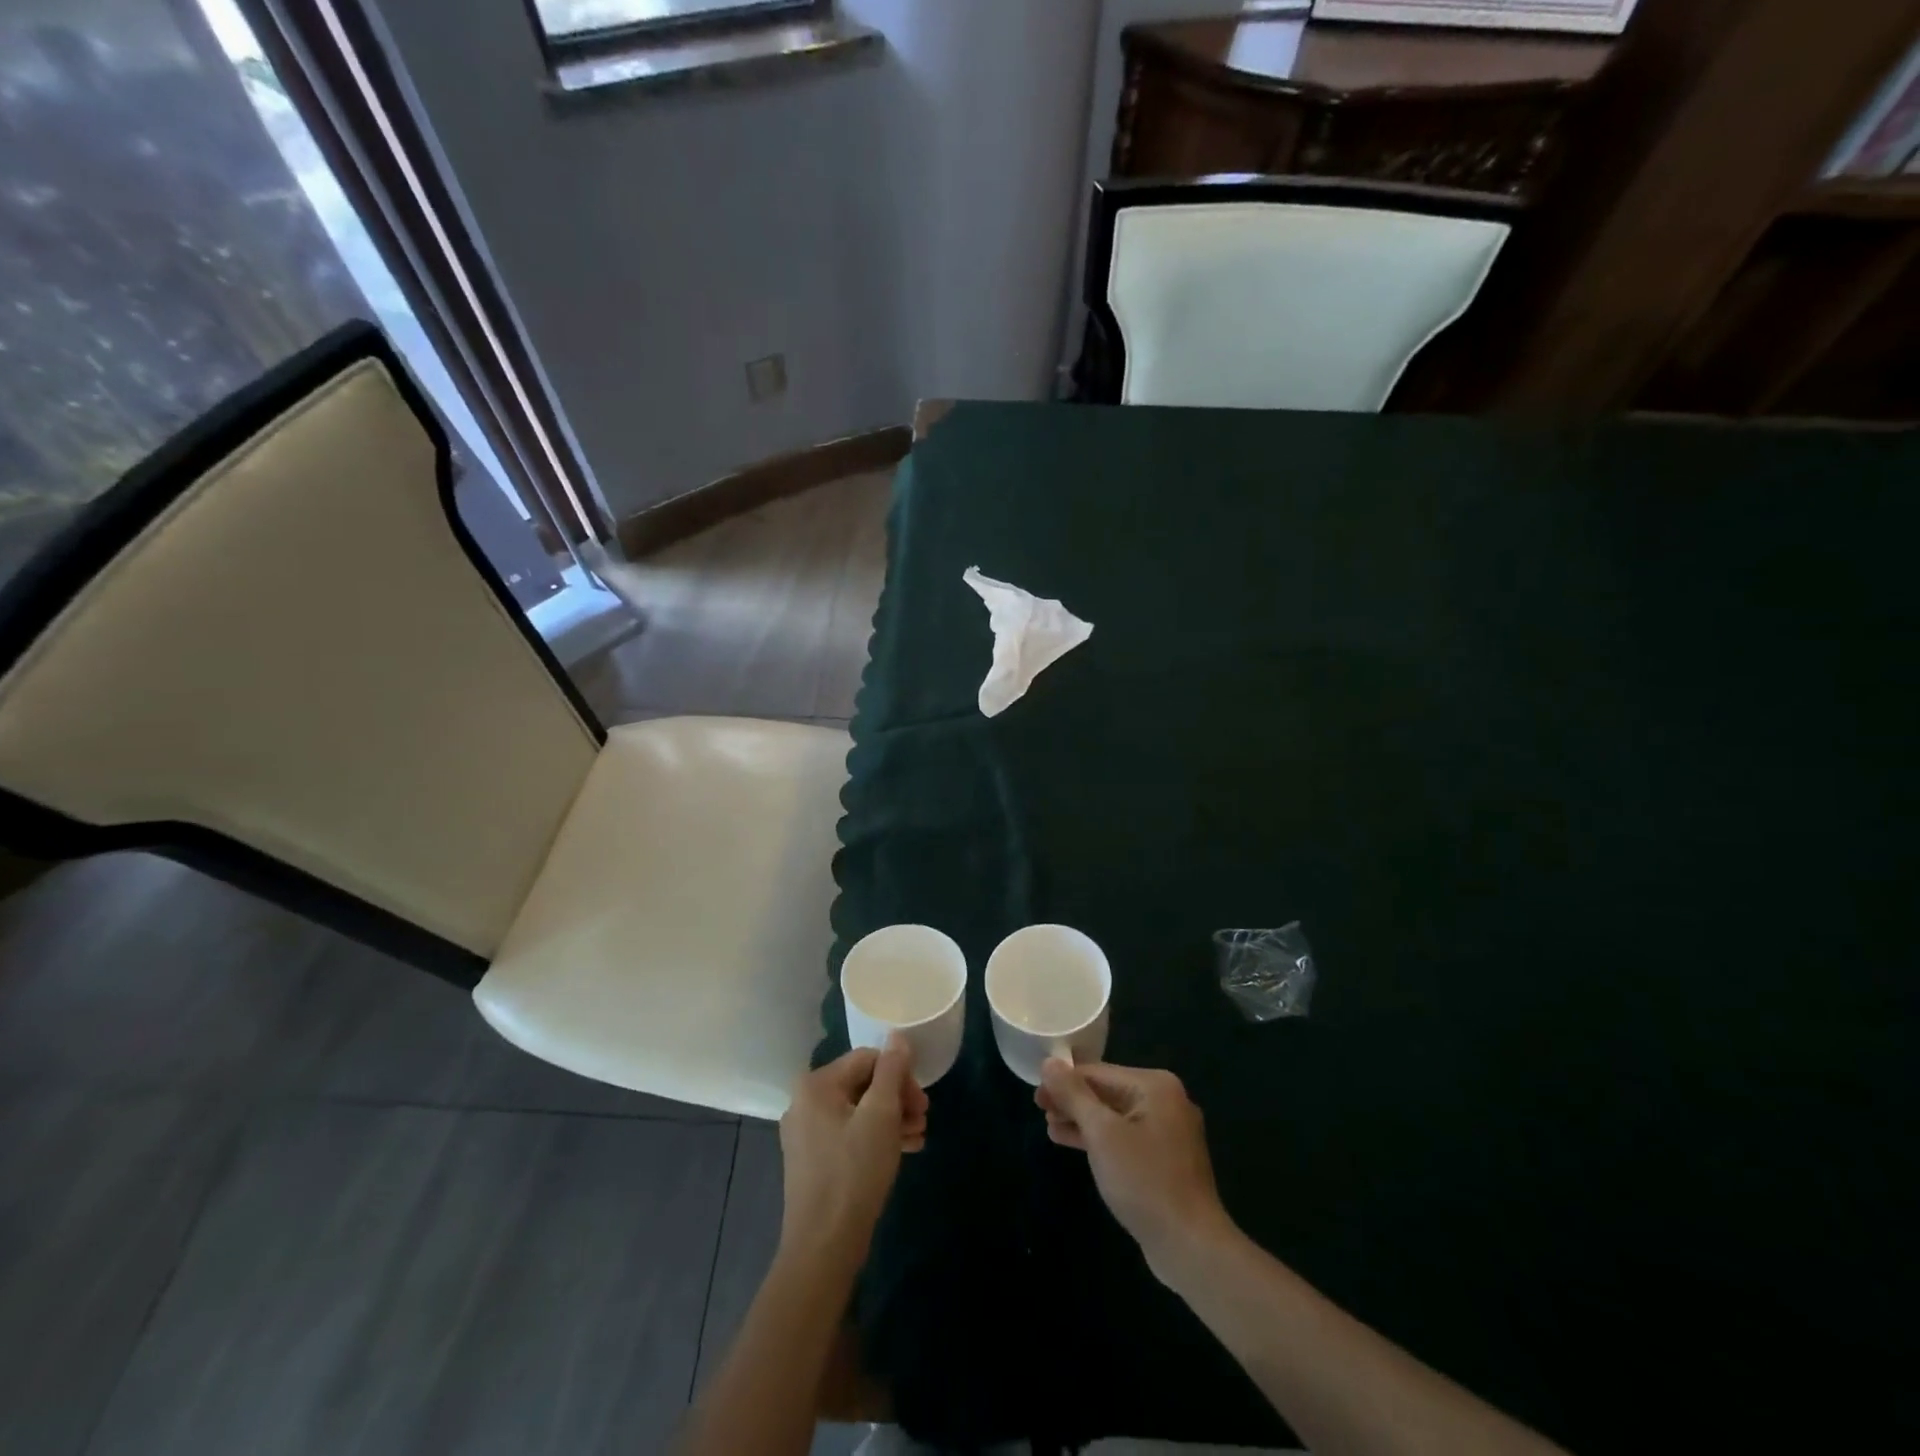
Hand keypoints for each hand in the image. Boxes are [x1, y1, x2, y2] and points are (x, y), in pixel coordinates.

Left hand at [778, 1038, 928, 1268]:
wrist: (823, 1247)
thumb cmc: (854, 1172)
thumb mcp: (881, 1115)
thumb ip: (891, 1071)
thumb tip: (897, 1036)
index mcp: (815, 1084)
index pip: (867, 1059)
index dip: (899, 1075)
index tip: (922, 1102)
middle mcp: (804, 1102)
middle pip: (862, 1084)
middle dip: (897, 1098)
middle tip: (923, 1119)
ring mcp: (806, 1133)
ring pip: (858, 1111)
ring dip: (891, 1119)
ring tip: (918, 1137)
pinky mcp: (812, 1160)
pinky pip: (849, 1134)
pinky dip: (875, 1138)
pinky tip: (903, 1151)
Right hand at [1037, 1059, 1234, 1282]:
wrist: (1190, 1245)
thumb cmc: (1144, 1181)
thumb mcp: (1102, 1134)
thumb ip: (1074, 1095)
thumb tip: (1049, 1062)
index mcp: (1155, 1086)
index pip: (1098, 1073)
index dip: (1063, 1081)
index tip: (1036, 1095)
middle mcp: (1166, 1101)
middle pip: (1107, 1092)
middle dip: (1072, 1101)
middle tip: (1039, 1110)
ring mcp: (1168, 1132)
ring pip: (1115, 1117)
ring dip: (1082, 1121)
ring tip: (1050, 1127)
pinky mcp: (1165, 1159)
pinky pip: (1125, 1138)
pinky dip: (1100, 1140)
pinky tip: (1072, 1143)